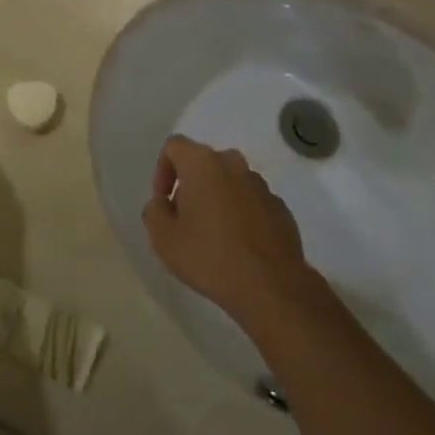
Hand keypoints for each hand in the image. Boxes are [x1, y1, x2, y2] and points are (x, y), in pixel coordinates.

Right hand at [141, 135, 318, 330]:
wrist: (272, 288)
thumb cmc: (210, 257)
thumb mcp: (164, 239)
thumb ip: (154, 212)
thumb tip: (163, 203)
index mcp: (202, 163)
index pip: (174, 146)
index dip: (162, 170)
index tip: (164, 202)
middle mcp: (233, 164)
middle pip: (203, 163)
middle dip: (190, 185)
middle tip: (185, 220)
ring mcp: (260, 185)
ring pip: (229, 182)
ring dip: (217, 199)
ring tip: (213, 236)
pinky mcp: (280, 208)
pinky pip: (251, 201)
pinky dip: (240, 214)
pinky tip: (238, 246)